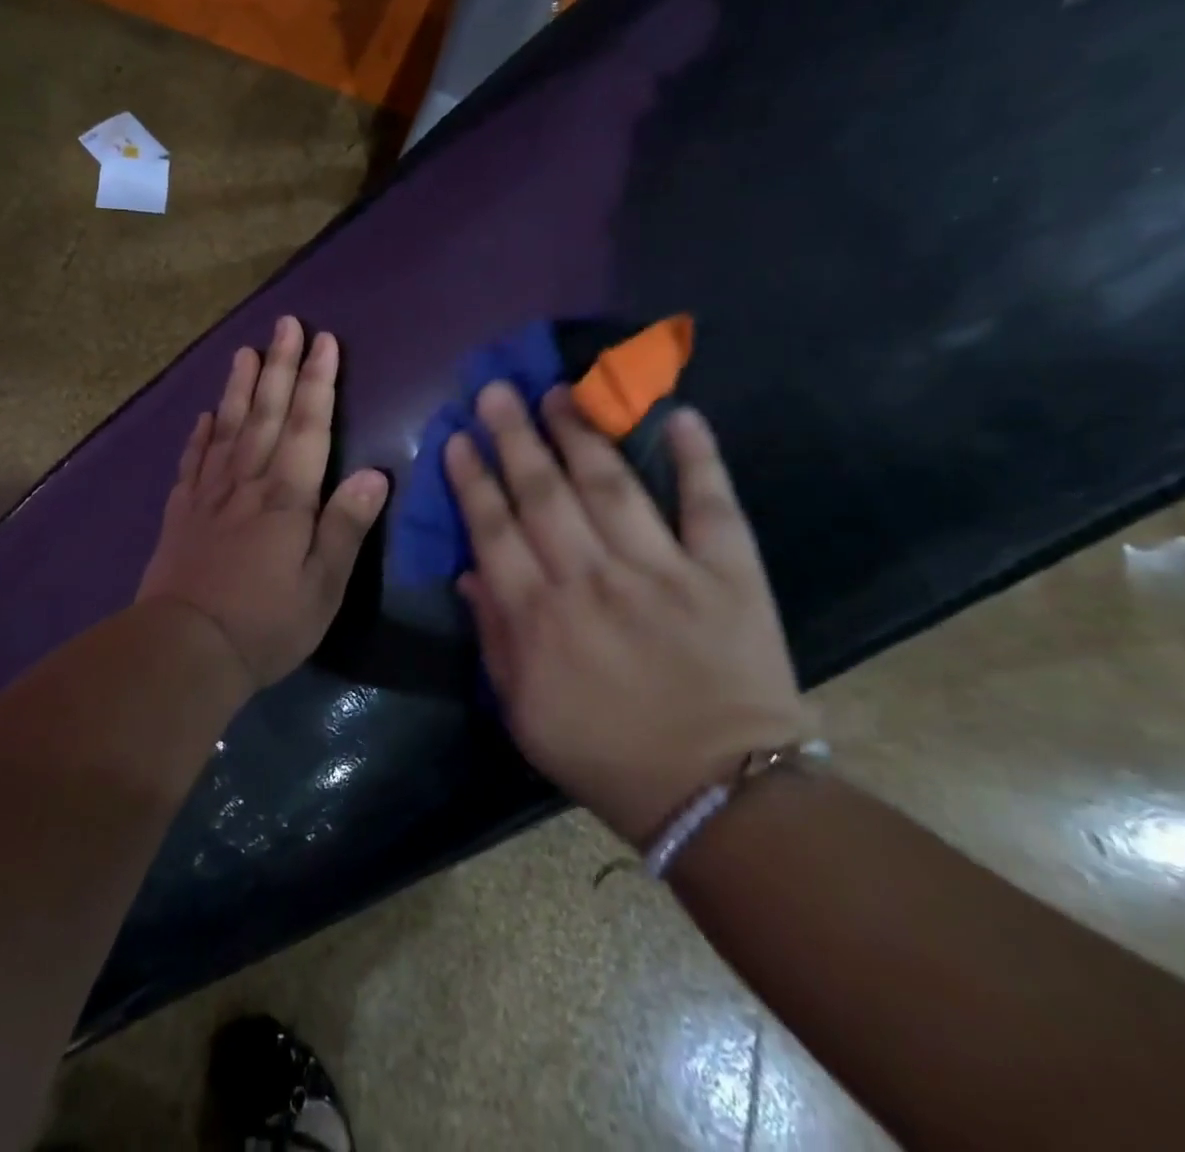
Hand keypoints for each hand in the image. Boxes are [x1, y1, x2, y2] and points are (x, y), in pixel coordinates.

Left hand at [138, 317, 390, 689]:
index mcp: (286, 497)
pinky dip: (200, 434)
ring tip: (244, 351)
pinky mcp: (181, 513)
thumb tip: (376, 475)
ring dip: (238, 386)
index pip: (306, 426)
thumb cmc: (265, 623)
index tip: (323, 341)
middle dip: (279, 366)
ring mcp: (208, 495)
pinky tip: (204, 416)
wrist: (184, 649)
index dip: (317, 382)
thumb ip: (346, 527)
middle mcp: (246, 483)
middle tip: (285, 324)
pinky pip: (192, 462)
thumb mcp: (322, 586)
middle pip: (265, 413)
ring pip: (227, 427)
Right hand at [445, 382, 809, 845]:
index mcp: (538, 617)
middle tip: (498, 391)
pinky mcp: (724, 573)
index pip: (493, 529)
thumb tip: (468, 572)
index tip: (460, 438)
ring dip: (581, 434)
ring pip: (610, 485)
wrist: (719, 793)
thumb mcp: (522, 710)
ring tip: (560, 393)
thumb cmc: (607, 755)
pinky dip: (697, 458)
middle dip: (515, 436)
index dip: (473, 479)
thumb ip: (492, 637)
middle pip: (543, 493)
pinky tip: (679, 414)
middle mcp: (591, 580)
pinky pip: (709, 505)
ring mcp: (660, 571)